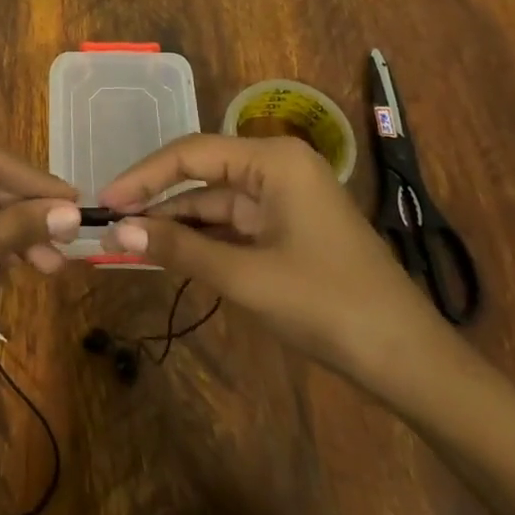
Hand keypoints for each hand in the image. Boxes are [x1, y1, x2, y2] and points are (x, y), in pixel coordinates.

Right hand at [98, 133, 440, 381]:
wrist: (409, 361)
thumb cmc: (327, 305)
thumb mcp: (246, 276)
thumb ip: (180, 248)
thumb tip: (117, 231)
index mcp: (273, 160)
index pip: (192, 153)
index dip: (144, 176)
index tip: (105, 199)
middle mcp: (277, 167)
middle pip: (201, 174)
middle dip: (157, 200)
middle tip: (109, 223)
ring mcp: (284, 198)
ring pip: (214, 202)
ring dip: (176, 223)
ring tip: (127, 241)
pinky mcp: (287, 228)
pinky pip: (233, 225)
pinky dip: (201, 239)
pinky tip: (168, 253)